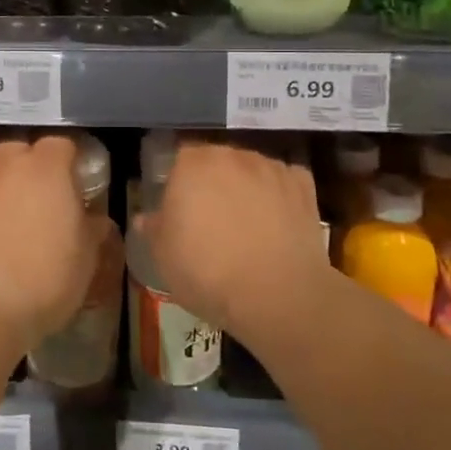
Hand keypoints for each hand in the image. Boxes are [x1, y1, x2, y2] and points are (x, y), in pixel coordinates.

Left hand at [0, 135, 97, 346]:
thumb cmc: (47, 276)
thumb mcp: (87, 255)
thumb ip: (92, 226)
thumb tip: (94, 218)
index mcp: (47, 167)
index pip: (63, 144)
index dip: (72, 160)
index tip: (79, 181)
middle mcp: (9, 163)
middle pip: (23, 146)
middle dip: (35, 162)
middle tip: (46, 192)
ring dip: (3, 167)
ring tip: (12, 194)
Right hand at [144, 139, 328, 332]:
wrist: (277, 294)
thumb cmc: (207, 271)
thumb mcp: (163, 256)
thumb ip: (154, 229)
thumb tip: (147, 218)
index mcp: (193, 164)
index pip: (180, 159)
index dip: (179, 184)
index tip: (180, 211)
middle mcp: (233, 155)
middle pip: (218, 161)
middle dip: (213, 182)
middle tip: (211, 219)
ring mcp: (272, 168)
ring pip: (252, 171)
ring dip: (246, 187)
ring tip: (247, 224)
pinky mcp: (304, 187)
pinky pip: (285, 183)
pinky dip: (279, 195)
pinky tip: (277, 220)